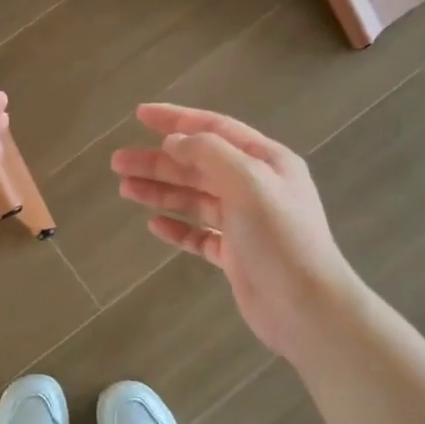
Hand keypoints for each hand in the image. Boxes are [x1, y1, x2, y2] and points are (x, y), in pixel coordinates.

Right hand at [112, 104, 362, 363]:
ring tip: (125, 189)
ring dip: (161, 191)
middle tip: (118, 162)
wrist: (306, 307)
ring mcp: (245, 223)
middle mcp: (256, 187)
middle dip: (159, 161)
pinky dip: (178, 227)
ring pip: (195, 199)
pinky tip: (154, 224)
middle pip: (199, 165)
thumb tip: (175, 140)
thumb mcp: (249, 183)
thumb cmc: (280, 239)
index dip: (177, 120)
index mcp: (266, 162)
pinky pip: (200, 235)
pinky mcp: (235, 256)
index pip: (215, 129)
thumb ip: (210, 154)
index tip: (140, 115)